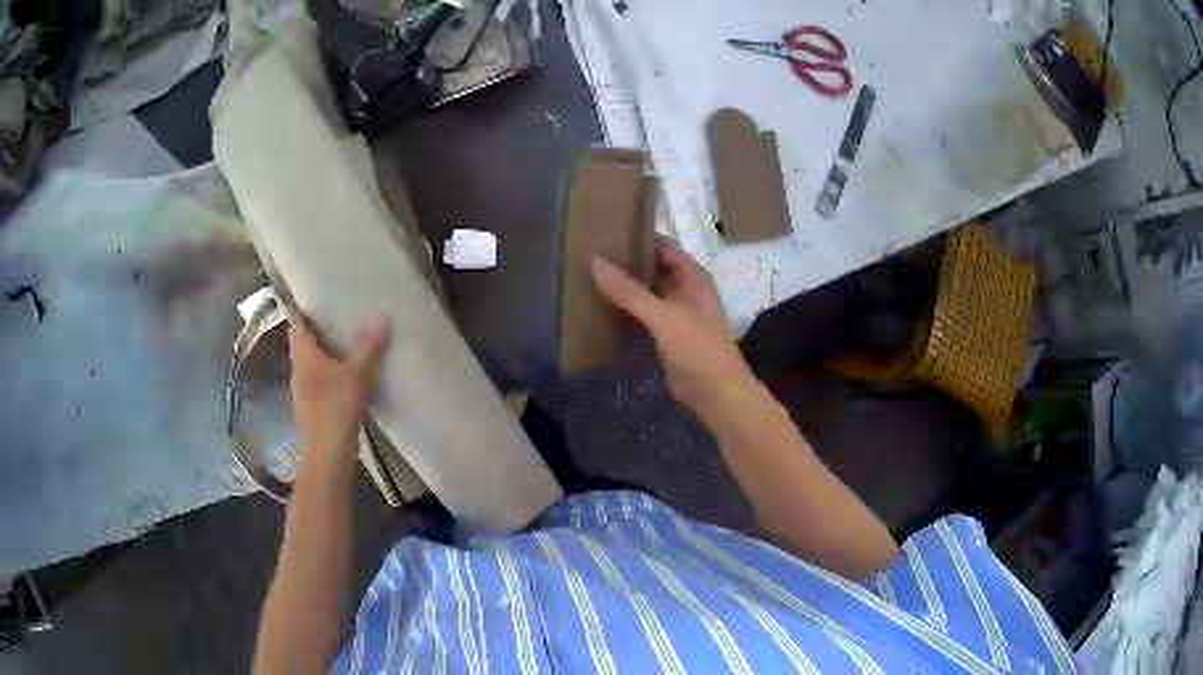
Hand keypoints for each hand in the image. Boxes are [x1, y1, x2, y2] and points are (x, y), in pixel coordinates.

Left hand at [289, 315, 390, 469]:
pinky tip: (353, 375)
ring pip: (316, 363)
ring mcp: (306, 391)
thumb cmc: (335, 409)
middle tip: (344, 312)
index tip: (319, 293)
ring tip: (352, 340)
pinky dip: (335, 373)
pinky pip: (324, 381)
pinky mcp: (316, 408)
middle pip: (307, 342)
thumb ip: (368, 346)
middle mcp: (300, 370)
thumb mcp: (356, 375)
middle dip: (322, 329)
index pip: (297, 323)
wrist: (327, 456)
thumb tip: (380, 315)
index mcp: (303, 356)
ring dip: (330, 352)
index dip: (305, 307)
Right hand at [592, 239, 757, 419]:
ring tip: (588, 275)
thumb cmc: (698, 348)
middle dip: (626, 262)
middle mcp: (685, 289)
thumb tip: (595, 261)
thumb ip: (629, 291)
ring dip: (625, 287)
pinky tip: (601, 306)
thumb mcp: (663, 316)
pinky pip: (643, 314)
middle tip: (589, 253)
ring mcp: (676, 312)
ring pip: (647, 291)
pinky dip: (626, 309)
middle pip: (653, 267)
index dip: (638, 237)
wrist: (717, 393)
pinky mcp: (667, 334)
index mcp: (692, 276)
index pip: (662, 246)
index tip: (605, 231)